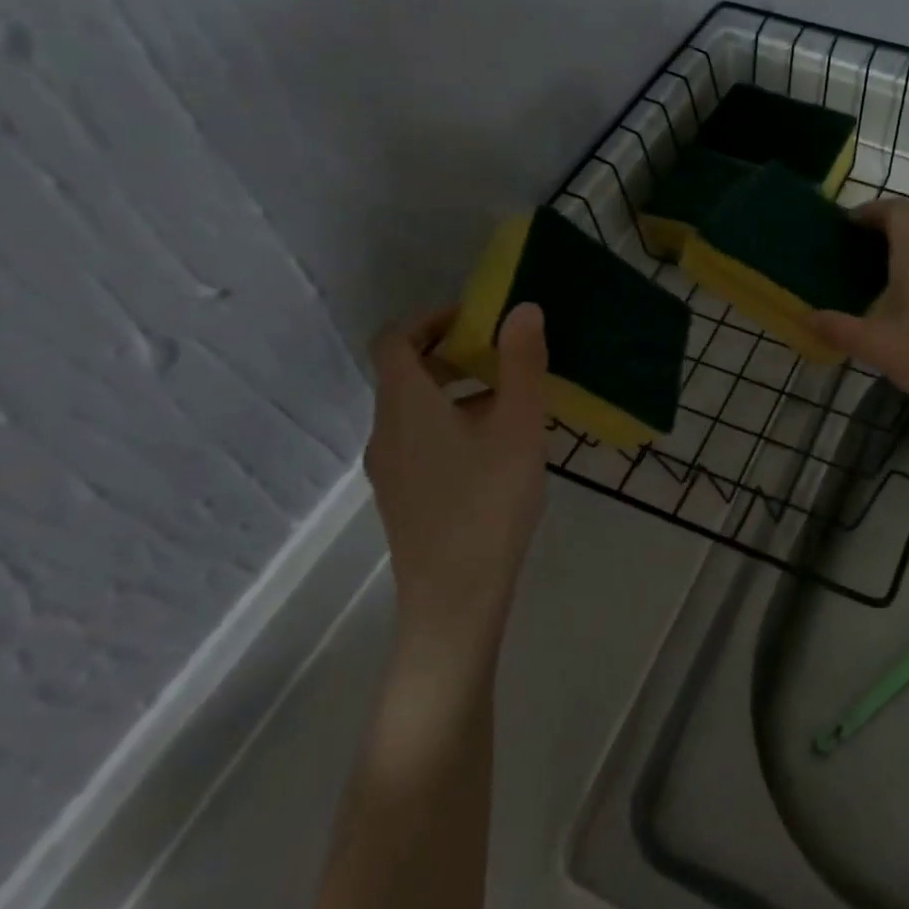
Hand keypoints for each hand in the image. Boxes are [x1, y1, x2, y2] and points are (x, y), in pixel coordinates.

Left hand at [364, 304, 549, 644]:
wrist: (454, 599)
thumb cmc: (488, 502)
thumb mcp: (518, 426)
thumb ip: (521, 363)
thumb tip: (522, 308)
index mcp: (405, 405)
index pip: (396, 339)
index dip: (433, 319)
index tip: (478, 320)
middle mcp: (386, 430)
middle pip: (406, 373)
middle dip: (454, 354)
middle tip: (505, 356)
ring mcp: (390, 468)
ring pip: (417, 409)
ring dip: (458, 390)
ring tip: (512, 402)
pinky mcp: (403, 496)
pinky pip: (422, 439)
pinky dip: (453, 423)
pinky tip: (498, 449)